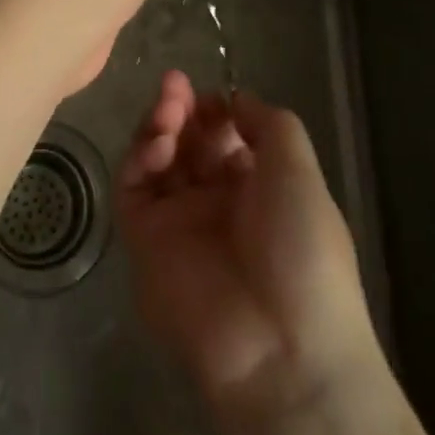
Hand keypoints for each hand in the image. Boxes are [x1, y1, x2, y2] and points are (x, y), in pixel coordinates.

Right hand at [119, 72, 382, 418]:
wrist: (280, 346)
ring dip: (158, 125)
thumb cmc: (302, 248)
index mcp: (257, 187)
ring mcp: (178, 221)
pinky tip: (157, 145)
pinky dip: (138, 158)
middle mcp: (216, 201)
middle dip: (180, 107)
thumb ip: (267, 122)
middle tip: (175, 88)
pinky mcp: (145, 242)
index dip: (213, 108)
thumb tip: (235, 99)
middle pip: (186, 140)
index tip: (209, 95)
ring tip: (167, 113)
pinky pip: (132, 189)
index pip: (223, 134)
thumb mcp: (299, 170)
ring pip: (156, 158)